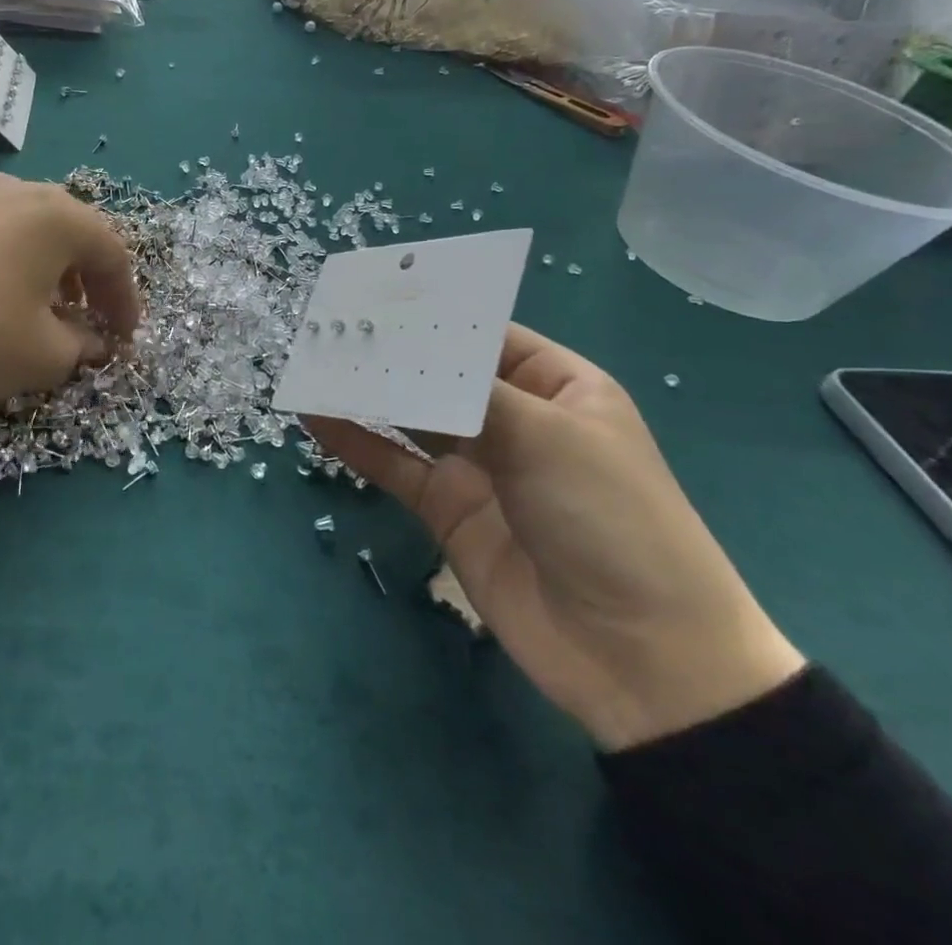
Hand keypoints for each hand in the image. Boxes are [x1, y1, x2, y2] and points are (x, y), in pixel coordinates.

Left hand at [0, 174, 139, 406]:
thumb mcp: (42, 356)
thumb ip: (82, 347)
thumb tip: (94, 343)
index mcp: (59, 217)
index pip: (113, 254)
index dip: (125, 300)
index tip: (124, 339)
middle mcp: (22, 192)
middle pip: (75, 233)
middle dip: (90, 280)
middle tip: (90, 319)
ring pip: (32, 229)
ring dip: (50, 268)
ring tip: (44, 306)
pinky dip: (11, 260)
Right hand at [305, 325, 804, 750]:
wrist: (639, 657)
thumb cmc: (612, 519)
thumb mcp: (548, 437)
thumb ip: (466, 392)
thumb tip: (400, 354)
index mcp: (557, 387)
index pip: (483, 336)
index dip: (432, 316)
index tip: (373, 295)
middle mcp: (514, 418)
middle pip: (440, 375)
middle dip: (389, 353)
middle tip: (328, 327)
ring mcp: (478, 466)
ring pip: (410, 417)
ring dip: (365, 394)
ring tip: (313, 365)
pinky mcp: (448, 509)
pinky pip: (394, 466)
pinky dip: (356, 443)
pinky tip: (316, 418)